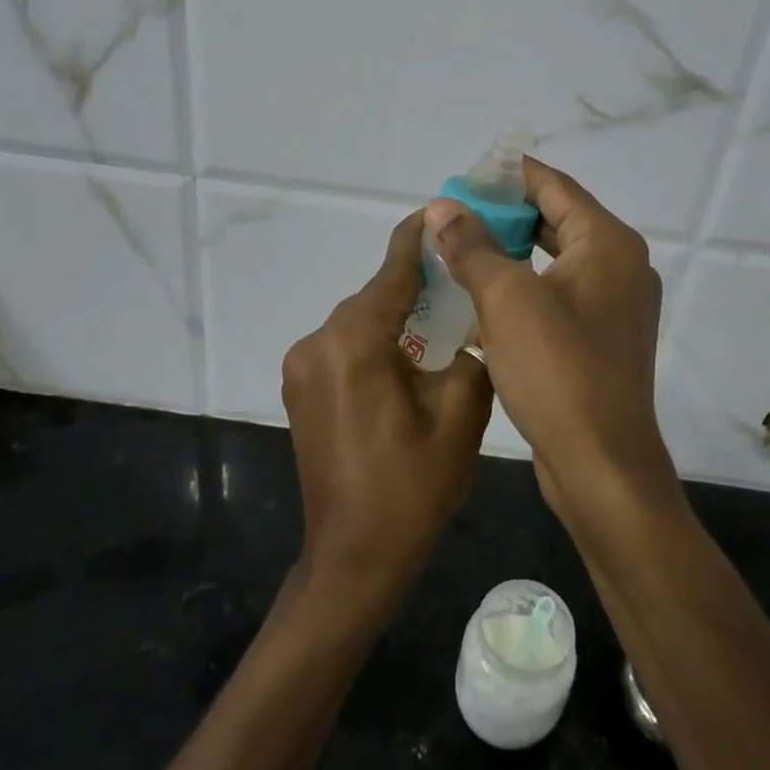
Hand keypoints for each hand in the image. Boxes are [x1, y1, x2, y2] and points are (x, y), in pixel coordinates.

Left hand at [281, 212, 494, 595]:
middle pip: (374, 297)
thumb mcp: (462, 415)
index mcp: (353, 342)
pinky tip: (408, 360)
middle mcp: (317, 343)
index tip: (440, 212)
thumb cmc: (411, 488)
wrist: (354, 558)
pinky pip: (344, 349)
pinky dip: (376, 344)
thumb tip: (468, 330)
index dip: (418, 239)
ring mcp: (301, 368)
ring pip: (359, 324)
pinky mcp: (300, 390)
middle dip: (415, 286)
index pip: (391, 272)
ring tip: (442, 323)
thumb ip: (469, 354)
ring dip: (396, 319)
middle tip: (461, 280)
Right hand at [423, 159, 682, 530]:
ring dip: (509, 254)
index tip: (463, 176)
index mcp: (608, 244)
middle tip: (452, 215)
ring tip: (459, 250)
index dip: (507, 176)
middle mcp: (619, 267)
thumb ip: (473, 246)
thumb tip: (442, 208)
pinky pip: (557, 296)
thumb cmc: (558, 370)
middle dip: (503, 216)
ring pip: (554, 261)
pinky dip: (523, 289)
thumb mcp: (506, 299)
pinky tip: (482, 298)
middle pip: (556, 220)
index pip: (554, 186)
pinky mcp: (600, 340)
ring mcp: (613, 306)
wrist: (601, 465)